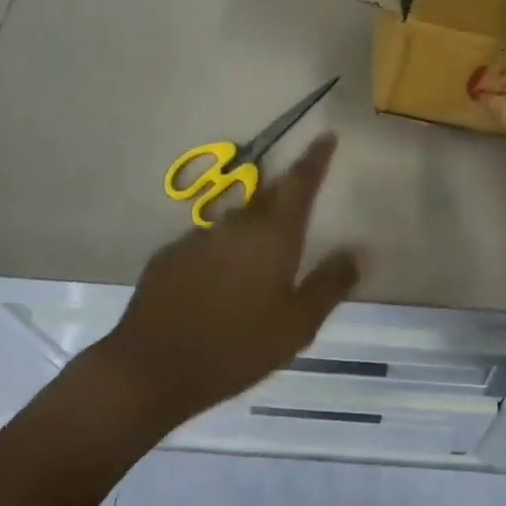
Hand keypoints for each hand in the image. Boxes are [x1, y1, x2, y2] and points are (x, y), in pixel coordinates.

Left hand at [95, 134, 359, 429]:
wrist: (149, 370)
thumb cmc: (235, 348)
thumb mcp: (296, 327)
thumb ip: (329, 285)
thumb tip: (356, 253)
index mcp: (273, 235)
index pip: (299, 182)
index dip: (314, 158)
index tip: (325, 135)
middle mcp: (236, 225)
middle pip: (266, 199)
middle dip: (282, 199)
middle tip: (294, 218)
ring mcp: (198, 237)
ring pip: (234, 225)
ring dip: (248, 234)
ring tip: (252, 270)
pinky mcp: (169, 256)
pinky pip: (204, 246)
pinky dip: (217, 257)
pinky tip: (214, 289)